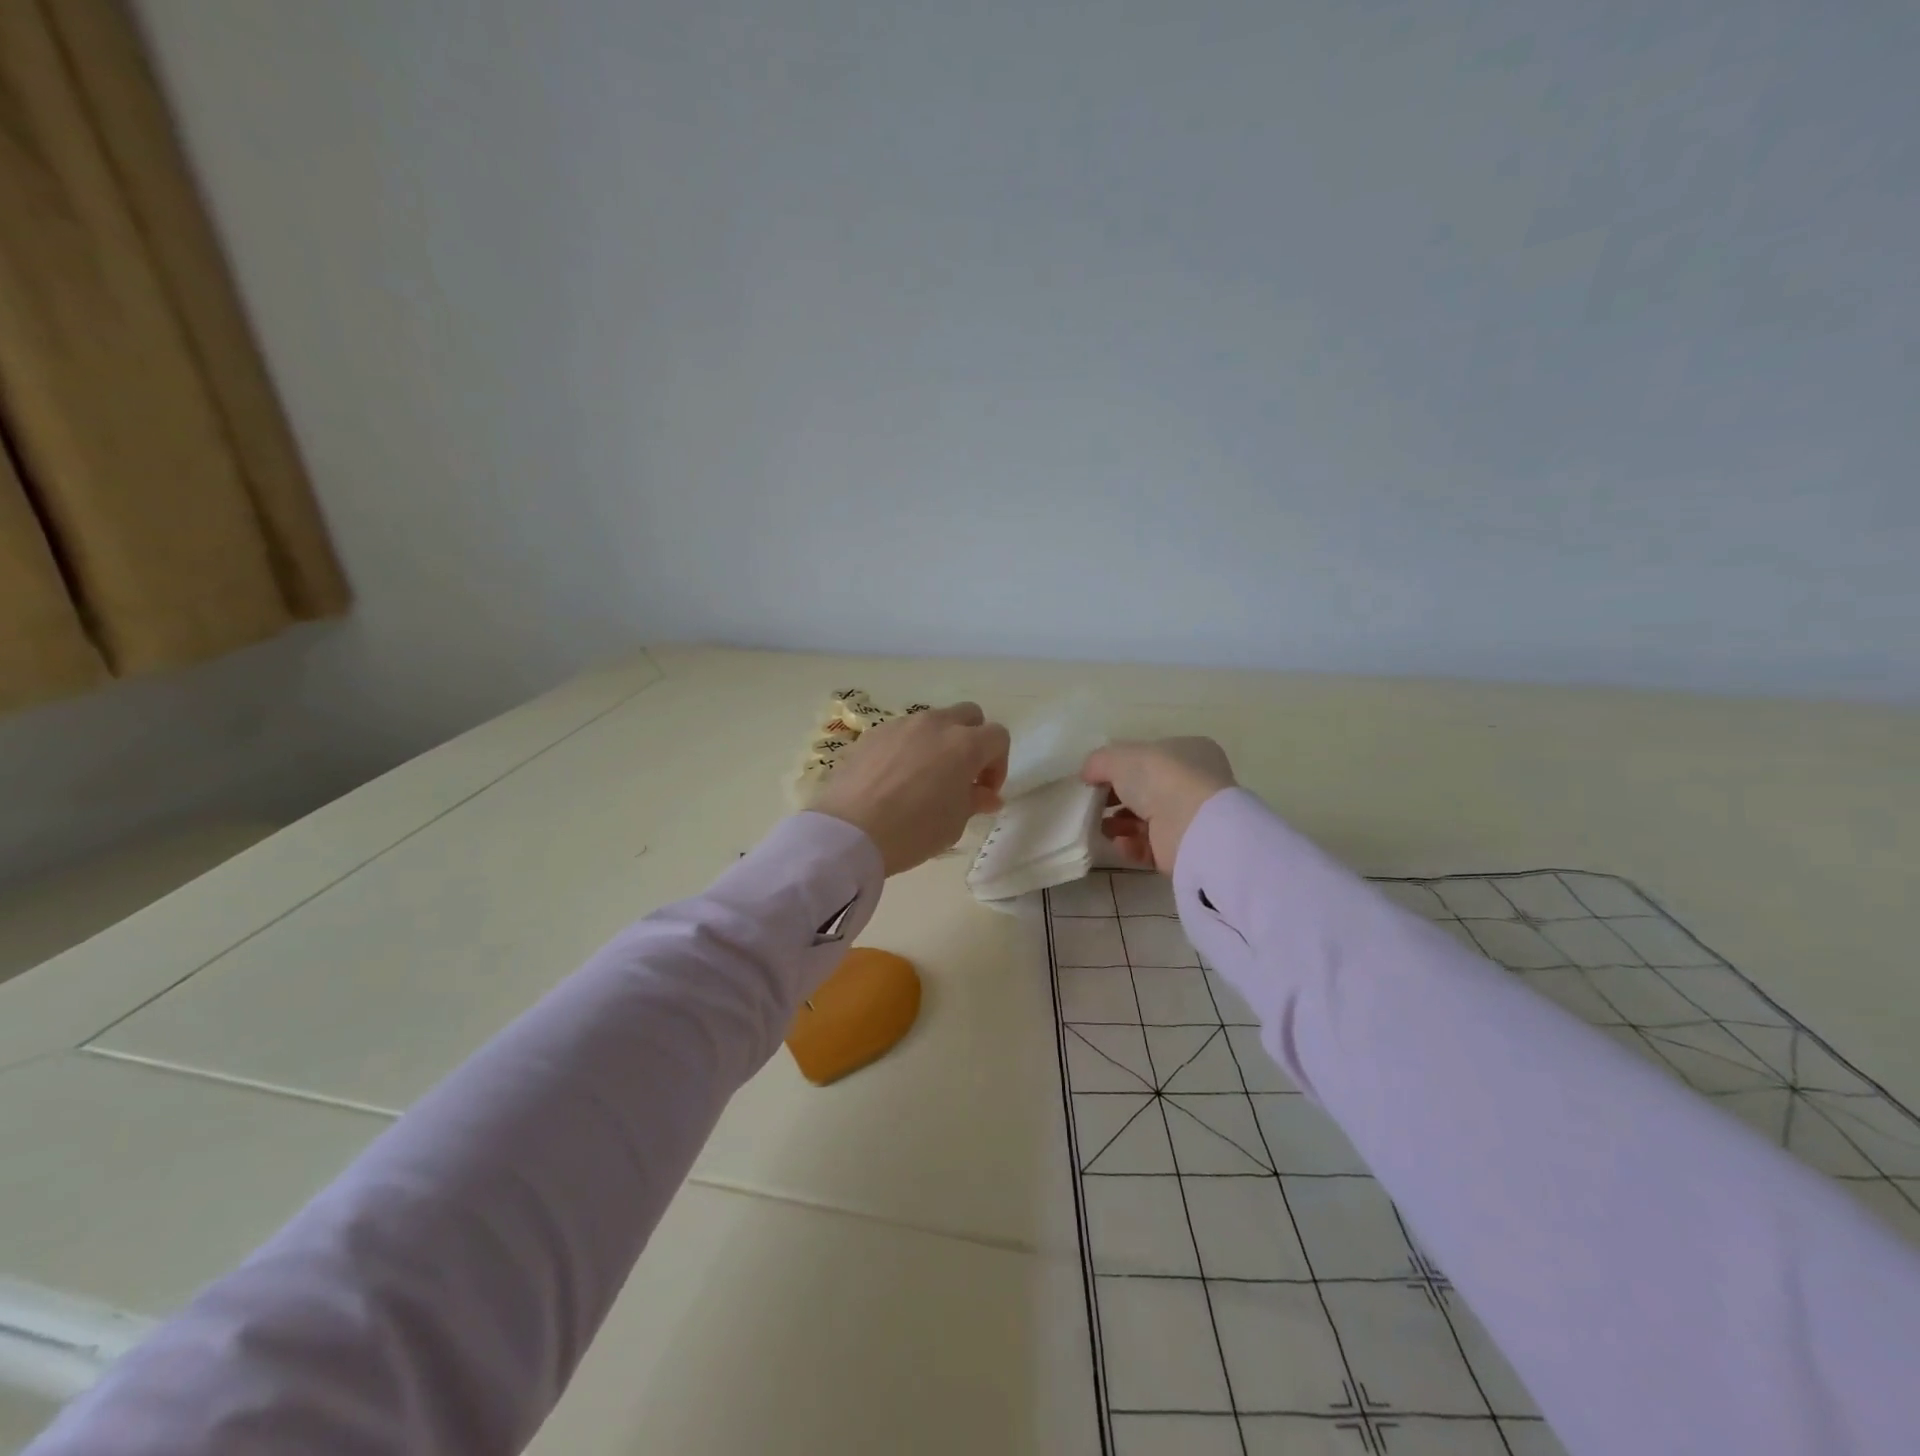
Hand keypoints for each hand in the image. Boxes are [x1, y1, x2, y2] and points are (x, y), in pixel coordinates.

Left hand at [813, 703, 1010, 875]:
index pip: (998, 737)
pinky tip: (895, 779)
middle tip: (962, 775)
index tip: (984, 791)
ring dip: (939, 742)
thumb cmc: (913, 831)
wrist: (849, 831)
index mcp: (965, 745)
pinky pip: (902, 733)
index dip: (998, 764)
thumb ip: (975, 800)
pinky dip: (908, 748)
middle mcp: (935, 724)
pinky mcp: (873, 734)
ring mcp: (901, 725)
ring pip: (932, 721)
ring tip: (925, 777)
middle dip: (973, 740)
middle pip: (968, 716)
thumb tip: (986, 795)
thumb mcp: (954, 823)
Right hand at [1081, 737, 1235, 873]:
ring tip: (1101, 826)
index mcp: (1189, 752)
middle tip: (1094, 803)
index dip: (1122, 766)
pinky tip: (1119, 842)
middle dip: (1116, 797)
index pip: (1151, 756)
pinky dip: (1131, 845)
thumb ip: (1099, 761)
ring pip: (1145, 820)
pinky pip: (1150, 846)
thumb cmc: (1160, 777)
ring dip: (1119, 823)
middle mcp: (1193, 783)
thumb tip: (1087, 774)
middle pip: (1145, 790)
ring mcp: (1189, 818)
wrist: (1190, 826)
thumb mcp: (1119, 757)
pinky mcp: (1182, 849)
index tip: (1097, 777)